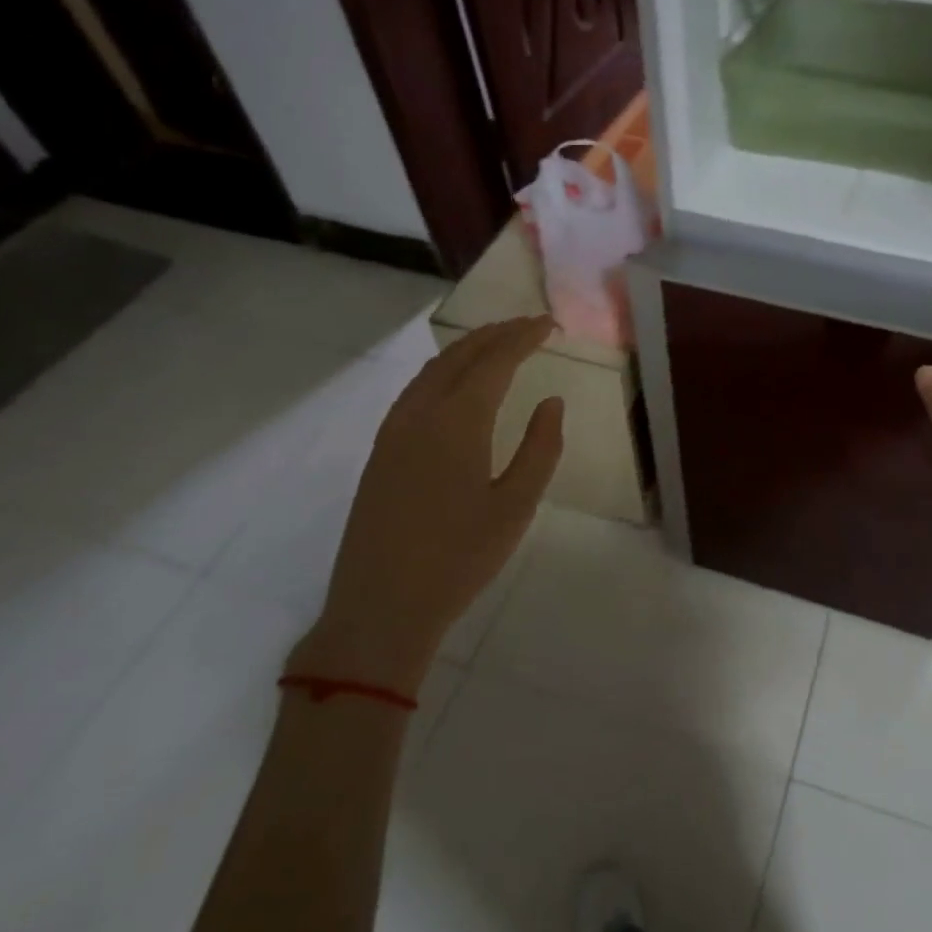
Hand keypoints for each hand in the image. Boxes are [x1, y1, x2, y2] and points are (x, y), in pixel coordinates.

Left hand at [287, 316, 564, 693]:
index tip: (548, 324)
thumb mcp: (516, 506)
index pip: (495, 361)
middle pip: (460, 356)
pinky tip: (454, 383)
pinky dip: (442, 370)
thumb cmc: (460, 559)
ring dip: (466, 349)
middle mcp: (421, 413)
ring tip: (496, 343)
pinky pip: (415, 390)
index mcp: (458, 422)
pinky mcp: (381, 450)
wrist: (382, 606)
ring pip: (433, 370)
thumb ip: (540, 449)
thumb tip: (551, 402)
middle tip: (528, 325)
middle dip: (496, 334)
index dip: (523, 338)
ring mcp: (394, 430)